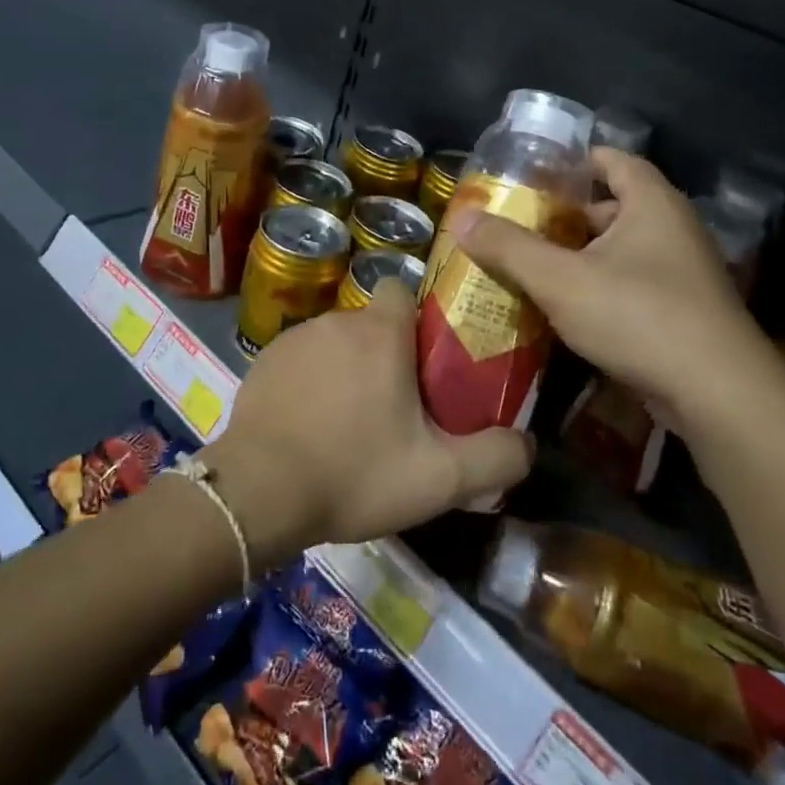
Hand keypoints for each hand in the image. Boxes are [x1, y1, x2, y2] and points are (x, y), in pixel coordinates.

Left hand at [204, 282, 532, 566]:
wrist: (258, 493)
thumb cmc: (354, 473)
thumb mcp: (440, 478)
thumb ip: (495, 458)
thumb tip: (527, 444)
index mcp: (380, 333)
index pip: (403, 290)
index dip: (418, 318)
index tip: (426, 359)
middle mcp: (335, 321)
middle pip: (372, 324)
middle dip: (386, 355)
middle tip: (397, 408)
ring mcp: (292, 340)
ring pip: (335, 343)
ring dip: (346, 370)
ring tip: (349, 425)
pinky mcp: (262, 363)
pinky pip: (300, 362)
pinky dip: (310, 383)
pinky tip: (309, 428)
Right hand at [448, 149, 784, 438]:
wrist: (718, 395)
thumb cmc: (639, 316)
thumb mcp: (560, 280)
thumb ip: (508, 247)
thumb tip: (461, 218)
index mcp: (652, 203)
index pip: (612, 160)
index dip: (573, 162)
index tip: (531, 174)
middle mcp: (672, 229)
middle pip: (612, 208)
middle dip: (565, 216)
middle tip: (518, 225)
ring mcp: (682, 274)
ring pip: (619, 251)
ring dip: (578, 257)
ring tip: (530, 266)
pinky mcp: (681, 313)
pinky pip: (630, 286)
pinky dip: (597, 288)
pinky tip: (563, 309)